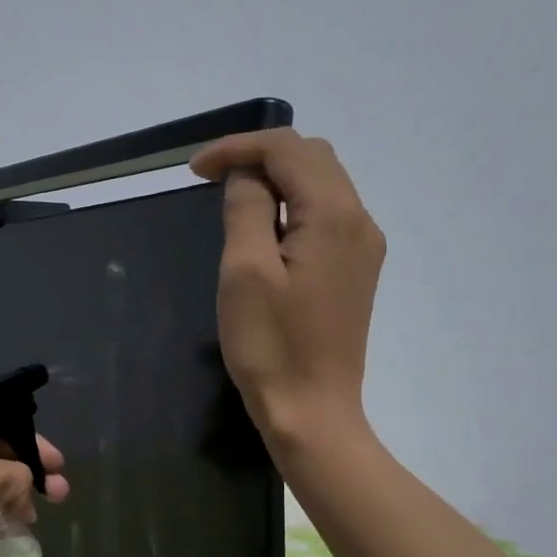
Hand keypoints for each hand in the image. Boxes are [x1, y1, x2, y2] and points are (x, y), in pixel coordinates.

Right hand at [190, 128, 384, 450]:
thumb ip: (246, 209)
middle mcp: (359, 219)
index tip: (193, 171)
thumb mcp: (244, 272)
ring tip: (233, 199)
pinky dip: (293, 205)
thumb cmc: (270, 345)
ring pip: (323, 183)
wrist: (311, 409)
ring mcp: (363, 246)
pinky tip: (266, 228)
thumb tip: (247, 176)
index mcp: (333, 213)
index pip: (286, 150)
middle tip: (211, 180)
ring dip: (277, 179)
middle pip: (312, 157)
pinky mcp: (356, 270)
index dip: (238, 147)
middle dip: (259, 156)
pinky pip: (327, 214)